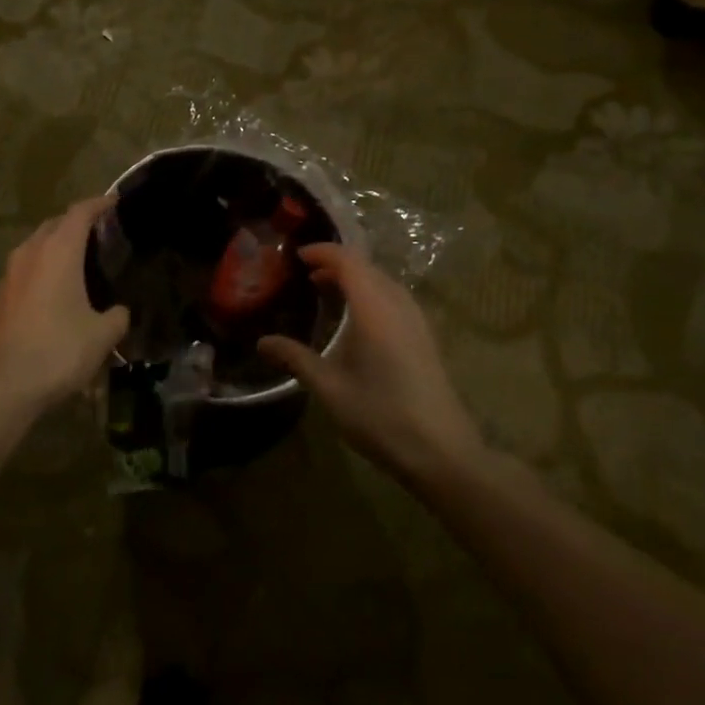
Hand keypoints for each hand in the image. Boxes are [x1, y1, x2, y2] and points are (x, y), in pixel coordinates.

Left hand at [0, 196, 129, 410]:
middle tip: (101, 234)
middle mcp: (30, 253)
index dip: (99, 204)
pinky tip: (55, 290)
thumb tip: (119, 312)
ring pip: (36, 246)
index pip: (80, 212)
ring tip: (79, 260)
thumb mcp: (102, 336)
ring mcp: (9, 274)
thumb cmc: (58, 351)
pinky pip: (25, 269)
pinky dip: (42, 268)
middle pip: (55, 224)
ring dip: (56, 246)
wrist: (2, 384)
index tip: (115, 202)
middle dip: (76, 223)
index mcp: (58, 251)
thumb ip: (117, 316)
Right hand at [258, 244, 482, 485]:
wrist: (442, 452)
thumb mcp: (330, 388)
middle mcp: (399, 307)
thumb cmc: (381, 416)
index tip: (295, 256)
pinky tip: (356, 318)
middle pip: (368, 267)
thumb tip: (262, 342)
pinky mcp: (425, 338)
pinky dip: (371, 293)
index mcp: (375, 310)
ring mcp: (417, 322)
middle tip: (304, 274)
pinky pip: (395, 298)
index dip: (323, 252)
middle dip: (336, 263)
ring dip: (355, 278)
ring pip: (384, 282)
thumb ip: (296, 359)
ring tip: (326, 290)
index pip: (349, 261)